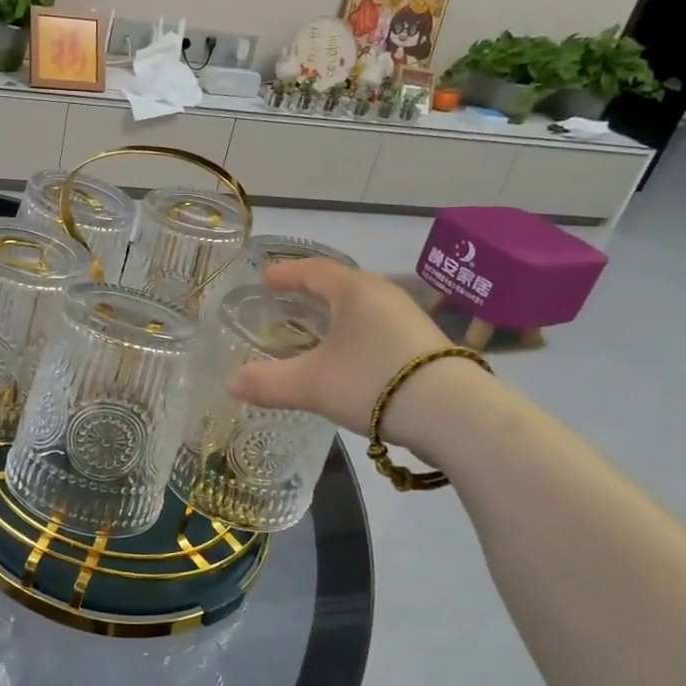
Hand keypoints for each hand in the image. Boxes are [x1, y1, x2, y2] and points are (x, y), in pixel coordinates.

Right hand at [228, 259, 482, 453]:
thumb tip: (231, 383)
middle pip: (341, 285)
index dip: (286, 274)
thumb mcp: (311, 384)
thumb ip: (267, 382)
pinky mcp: (424, 346)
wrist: (454, 415)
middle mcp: (384, 296)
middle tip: (287, 303)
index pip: (314, 270)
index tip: (265, 279)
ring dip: (336, 316)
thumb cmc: (373, 382)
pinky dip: (356, 335)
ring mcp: (409, 320)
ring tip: (316, 331)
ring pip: (363, 309)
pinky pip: (379, 329)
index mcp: (355, 291)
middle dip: (311, 293)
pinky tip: (350, 358)